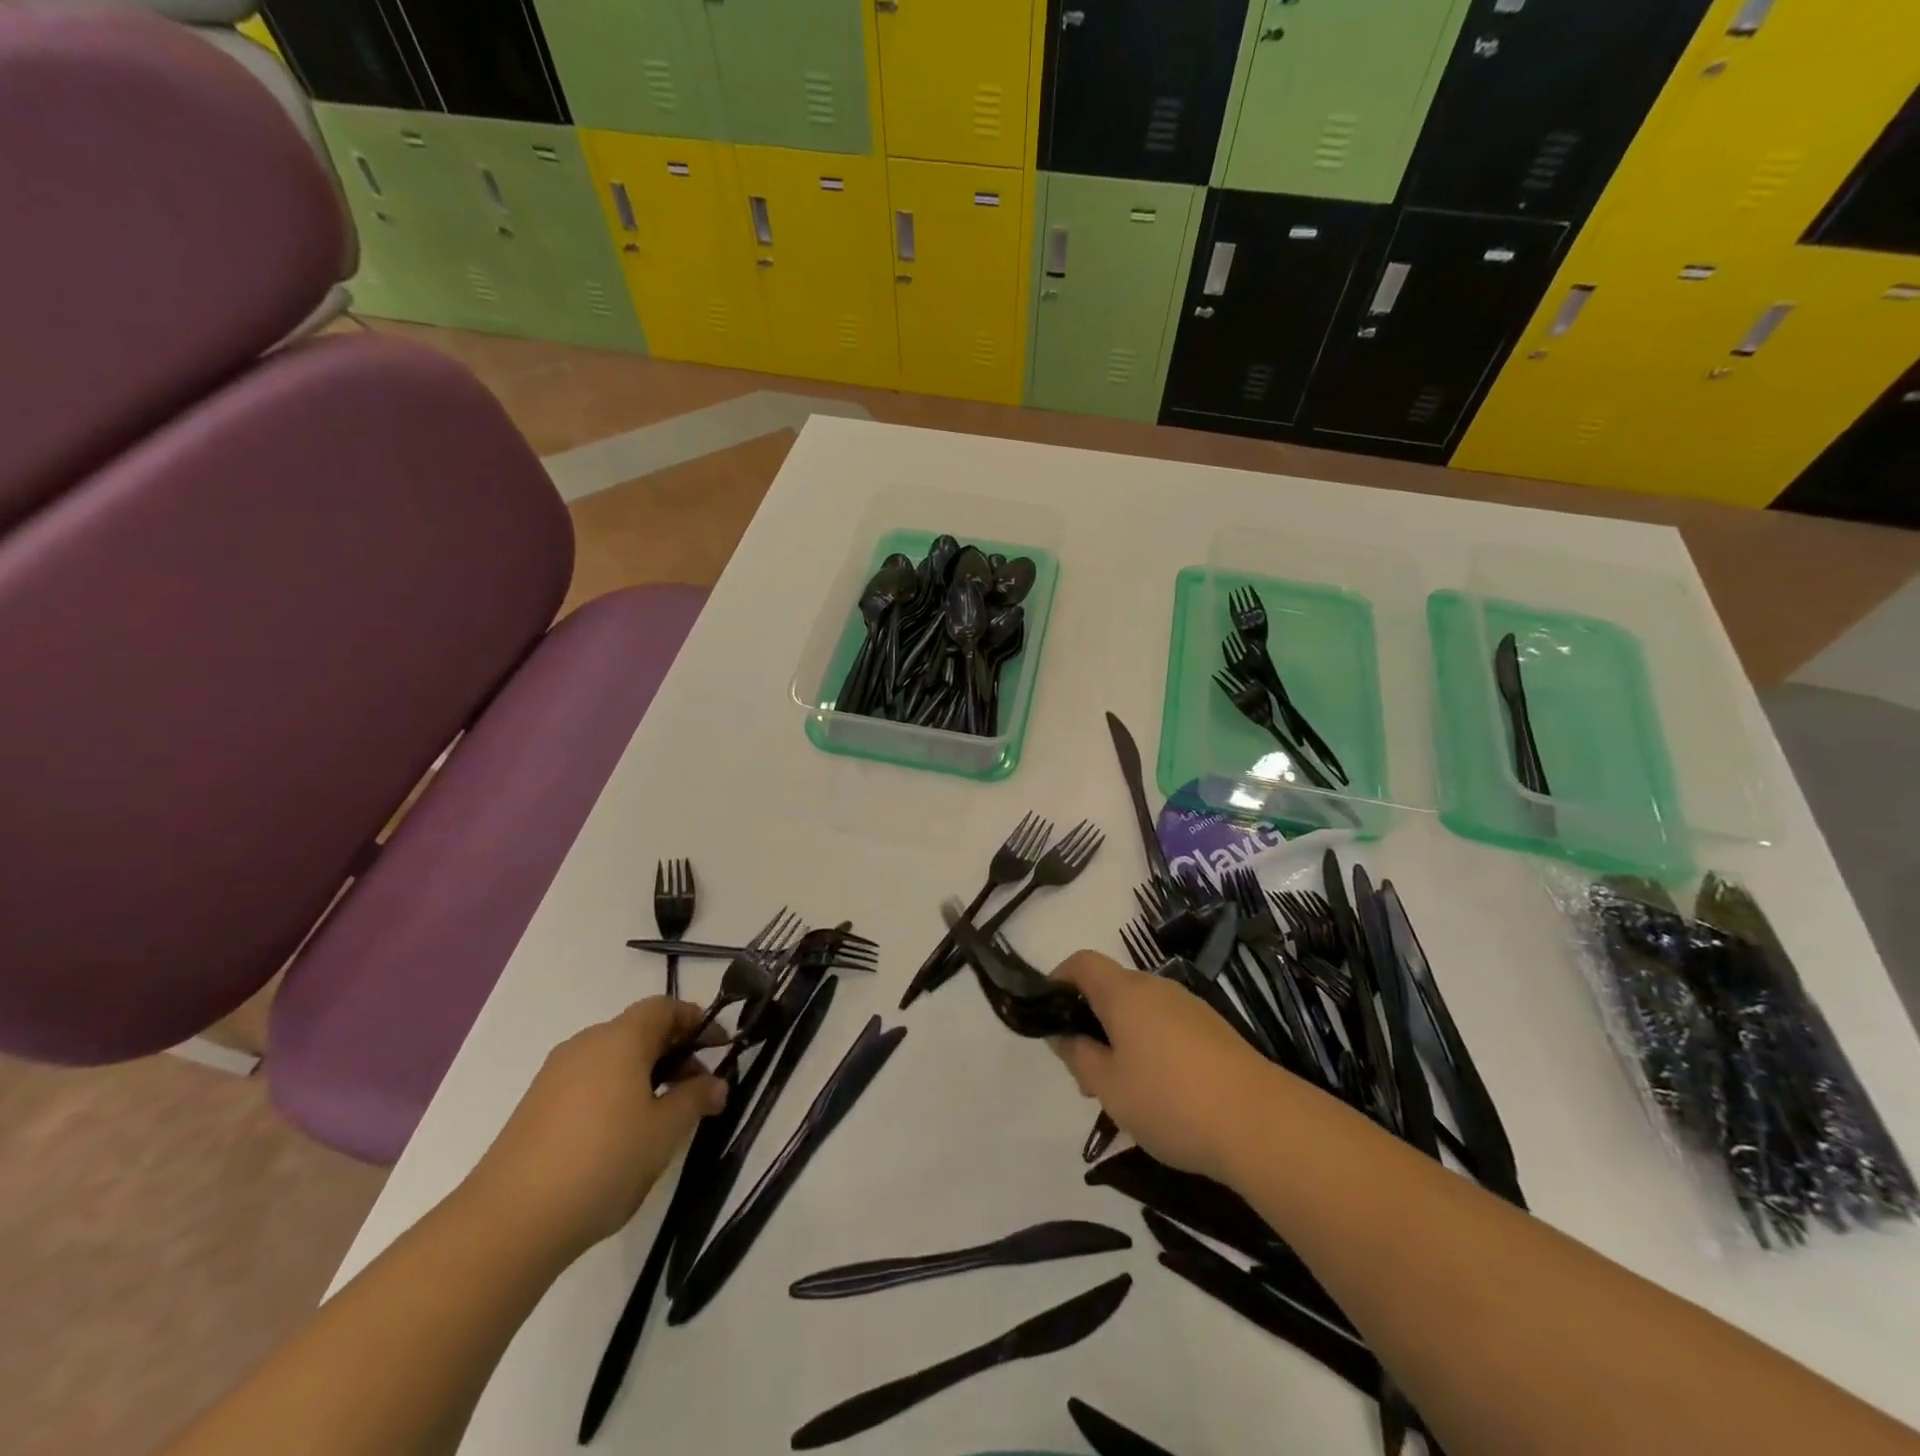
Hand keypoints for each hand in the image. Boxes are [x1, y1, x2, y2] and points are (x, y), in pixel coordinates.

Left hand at [464, 999, 727, 1260]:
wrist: (508, 1223)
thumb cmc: (603, 1161)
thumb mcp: (665, 1131)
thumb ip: (696, 1098)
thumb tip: (717, 1084)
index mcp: (619, 1039)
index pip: (664, 1008)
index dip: (696, 1021)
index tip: (720, 1047)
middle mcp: (585, 1045)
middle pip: (638, 1031)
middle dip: (674, 1051)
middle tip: (697, 1087)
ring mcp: (554, 1076)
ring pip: (612, 1058)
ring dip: (645, 1074)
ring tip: (663, 1116)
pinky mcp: (535, 1108)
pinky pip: (588, 1083)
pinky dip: (615, 1093)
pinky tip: (621, 1136)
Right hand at [1049, 951, 1280, 1182]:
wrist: (1261, 1123)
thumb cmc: (1170, 1100)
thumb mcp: (1109, 1086)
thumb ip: (1078, 1056)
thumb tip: (1064, 1035)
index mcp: (1124, 992)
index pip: (1082, 963)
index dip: (1058, 979)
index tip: (1047, 1013)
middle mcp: (1156, 988)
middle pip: (1111, 989)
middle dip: (1089, 1022)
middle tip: (1083, 1073)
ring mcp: (1189, 1008)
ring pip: (1139, 1011)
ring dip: (1119, 1039)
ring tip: (1119, 1093)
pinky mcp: (1214, 1031)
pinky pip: (1166, 1027)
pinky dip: (1149, 1047)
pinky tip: (1158, 1095)